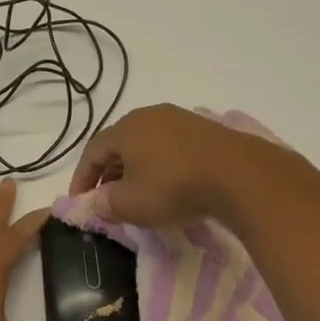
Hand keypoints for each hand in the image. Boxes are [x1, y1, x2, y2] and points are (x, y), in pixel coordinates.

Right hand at [68, 104, 267, 226]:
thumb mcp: (131, 204)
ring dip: (136, 168)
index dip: (82, 178)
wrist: (239, 175)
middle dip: (109, 172)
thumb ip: (107, 203)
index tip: (80, 201)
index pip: (92, 151)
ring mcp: (180, 119)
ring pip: (146, 144)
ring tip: (138, 193)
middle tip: (108, 198)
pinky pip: (171, 147)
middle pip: (119, 144)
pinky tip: (169, 184)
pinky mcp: (205, 130)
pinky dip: (161, 165)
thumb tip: (99, 201)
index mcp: (125, 129)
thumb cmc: (173, 187)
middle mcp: (150, 116)